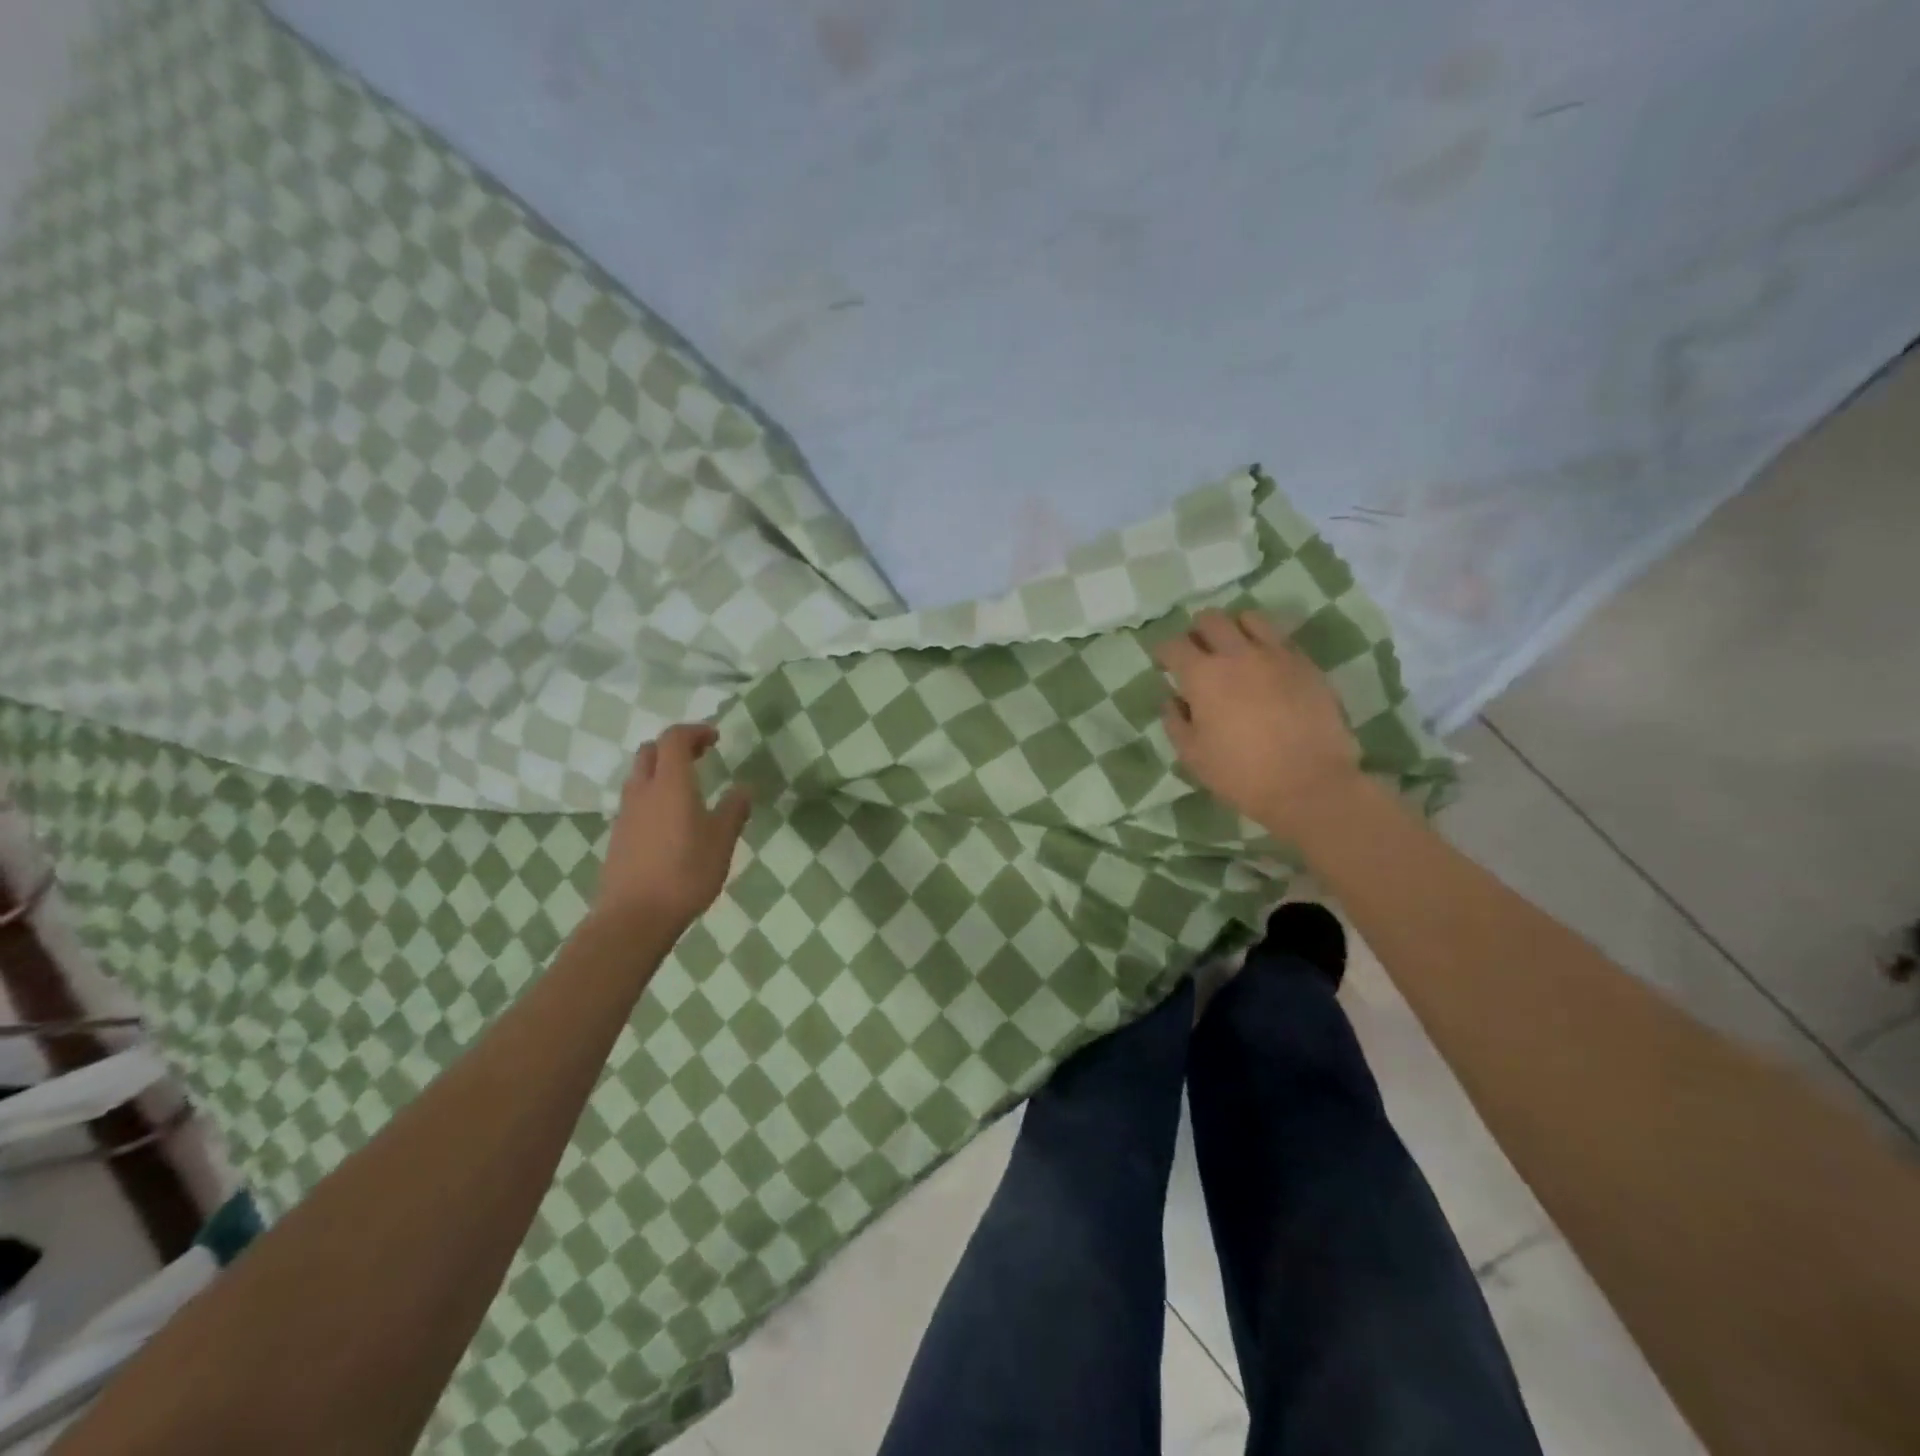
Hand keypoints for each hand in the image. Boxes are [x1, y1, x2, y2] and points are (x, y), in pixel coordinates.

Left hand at [594, 723, 751, 932]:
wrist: (634, 916)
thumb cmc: (685, 873)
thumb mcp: (721, 841)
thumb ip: (734, 810)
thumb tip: (744, 788)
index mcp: (671, 783)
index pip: (675, 738)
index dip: (695, 731)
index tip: (716, 737)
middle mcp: (644, 790)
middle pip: (651, 751)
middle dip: (676, 746)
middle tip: (701, 756)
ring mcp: (626, 813)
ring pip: (640, 776)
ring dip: (662, 770)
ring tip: (688, 787)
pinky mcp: (619, 835)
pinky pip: (636, 800)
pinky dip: (654, 795)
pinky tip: (672, 819)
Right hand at [1154, 609, 1363, 839]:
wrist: (1310, 785)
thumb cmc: (1241, 774)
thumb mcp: (1192, 756)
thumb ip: (1175, 721)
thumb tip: (1173, 699)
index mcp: (1202, 676)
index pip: (1173, 645)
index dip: (1163, 652)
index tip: (1164, 664)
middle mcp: (1237, 654)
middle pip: (1210, 619)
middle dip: (1196, 632)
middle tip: (1197, 654)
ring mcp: (1276, 655)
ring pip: (1249, 618)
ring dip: (1234, 629)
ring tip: (1234, 651)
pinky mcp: (1306, 664)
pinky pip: (1280, 639)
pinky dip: (1265, 644)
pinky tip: (1266, 667)